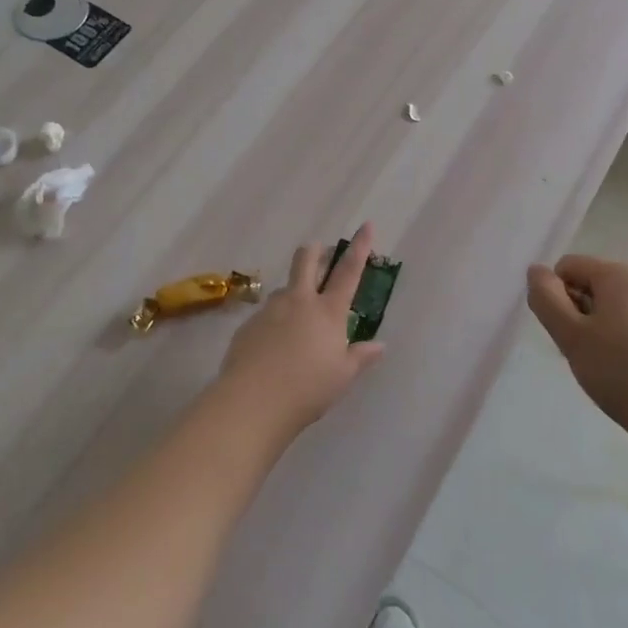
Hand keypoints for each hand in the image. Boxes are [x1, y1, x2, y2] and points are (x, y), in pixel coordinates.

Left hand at [219, 222, 386, 435]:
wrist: (253, 402)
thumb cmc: (308, 389)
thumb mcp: (342, 377)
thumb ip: (360, 357)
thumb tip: (379, 345)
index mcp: (329, 312)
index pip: (348, 272)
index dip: (359, 247)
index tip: (365, 225)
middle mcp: (299, 301)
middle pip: (306, 260)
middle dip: (314, 251)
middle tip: (319, 253)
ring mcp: (270, 310)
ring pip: (284, 288)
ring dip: (293, 292)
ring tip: (296, 318)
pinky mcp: (248, 324)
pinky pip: (266, 314)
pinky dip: (274, 321)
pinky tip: (273, 346)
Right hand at [526, 254, 627, 431]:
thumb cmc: (622, 372)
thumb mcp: (571, 336)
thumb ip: (546, 298)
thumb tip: (536, 271)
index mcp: (621, 272)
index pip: (568, 267)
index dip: (558, 298)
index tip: (567, 334)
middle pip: (592, 283)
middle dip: (579, 312)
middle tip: (584, 353)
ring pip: (613, 303)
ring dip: (599, 326)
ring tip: (606, 364)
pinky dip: (623, 336)